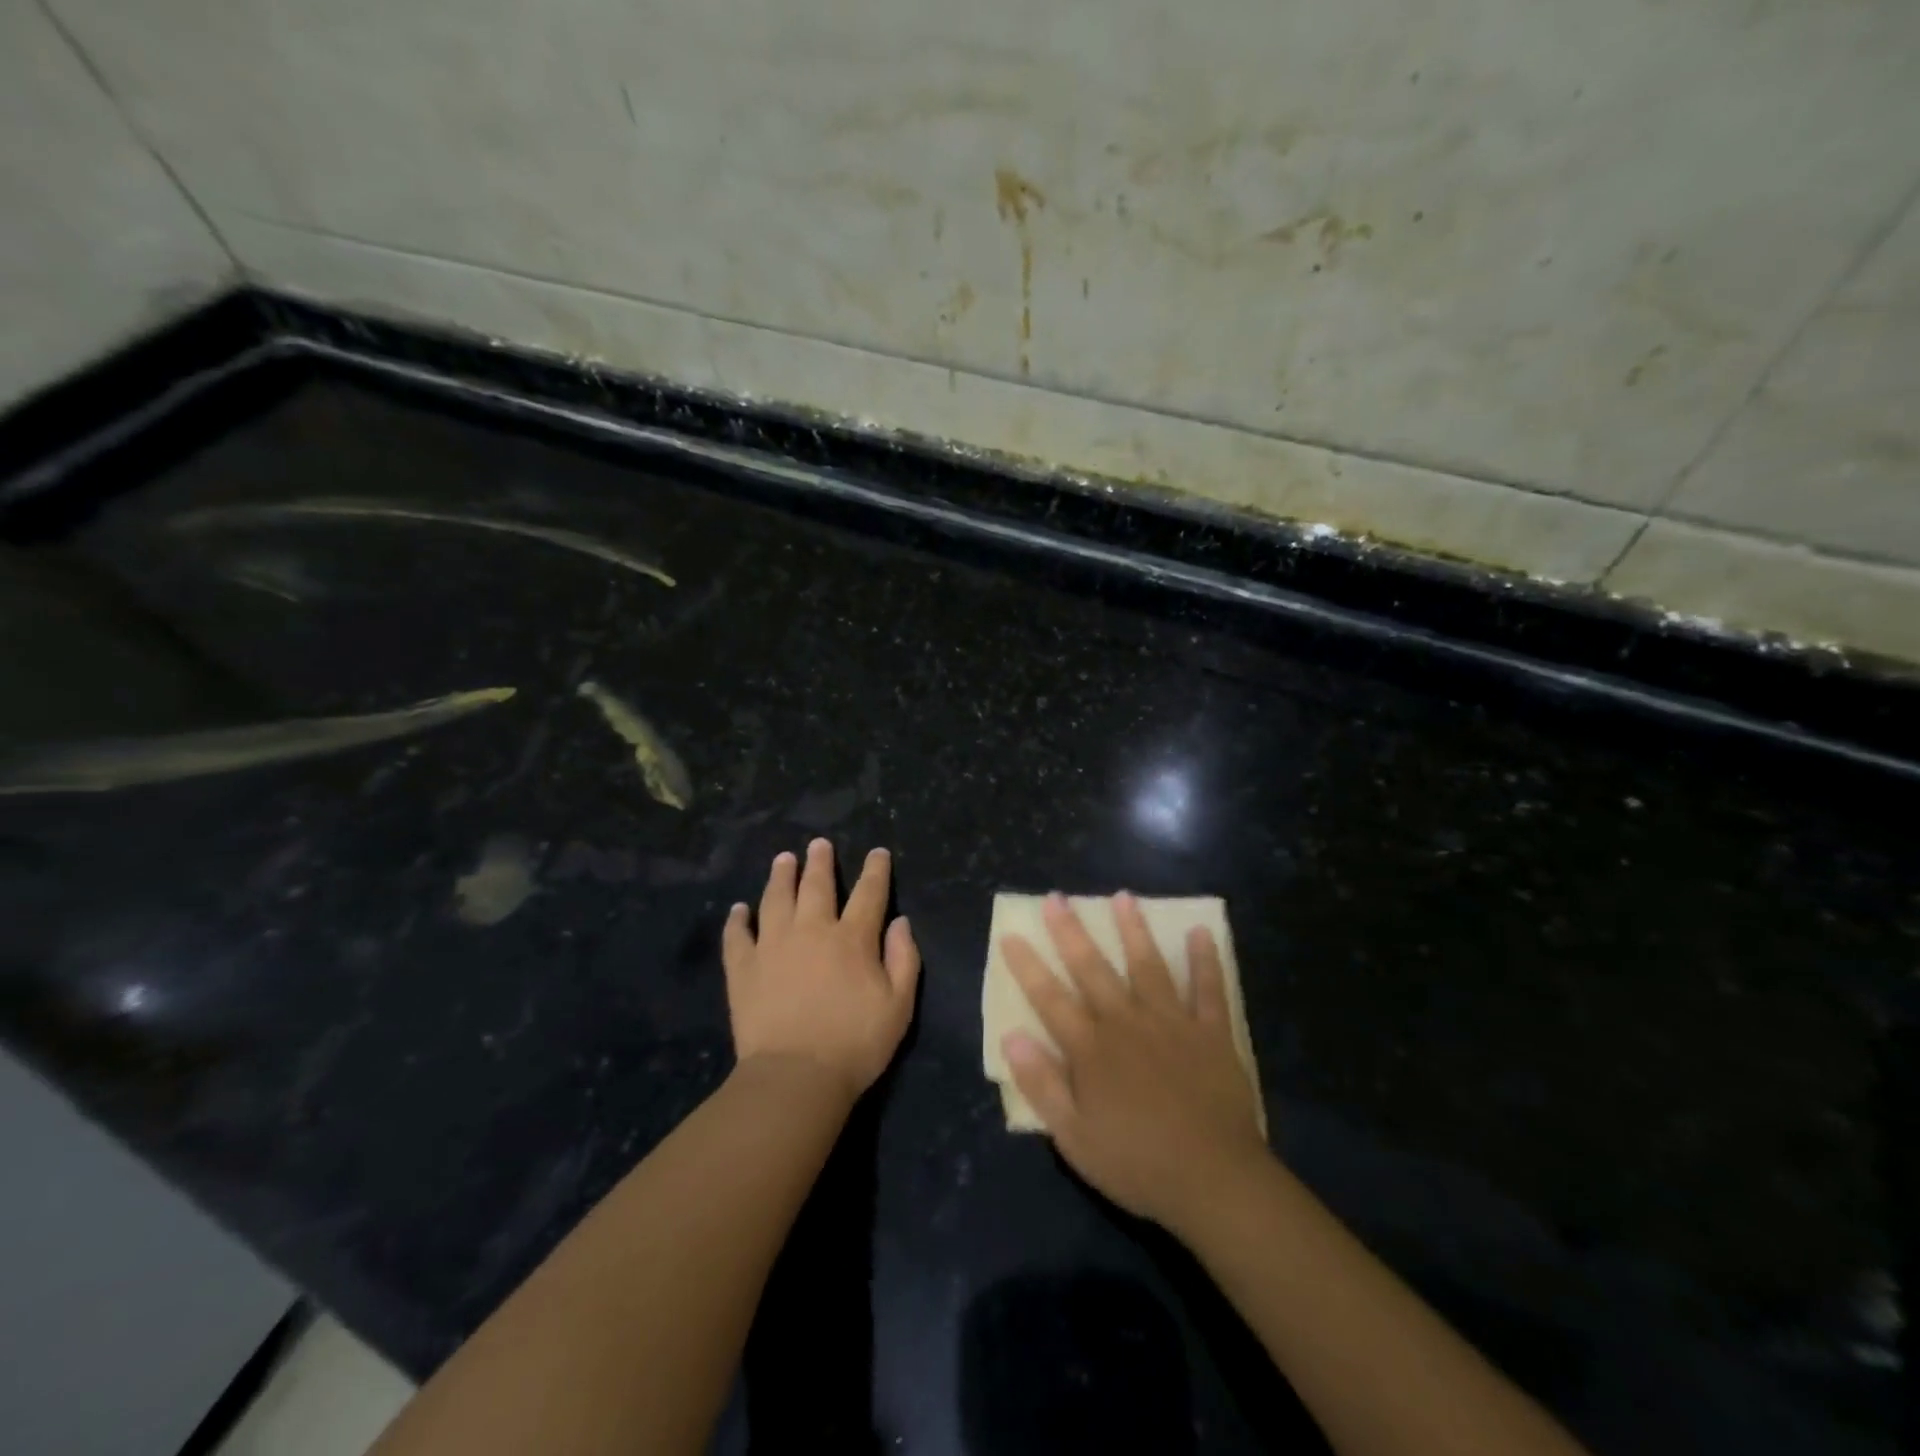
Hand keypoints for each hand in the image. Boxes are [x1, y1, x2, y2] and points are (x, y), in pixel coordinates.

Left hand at [723, 839, 920, 1103]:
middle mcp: (811, 930)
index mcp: (852, 938)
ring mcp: (773, 946)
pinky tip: (738, 909)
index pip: (869, 893)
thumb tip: (900, 922)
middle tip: (819, 843)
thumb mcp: (899, 1006)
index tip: (877, 852)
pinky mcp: (743, 968)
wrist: (795, 1077)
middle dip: (820, 861)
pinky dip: (737, 920)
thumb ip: (903, 959)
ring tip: (783, 859)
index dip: (875, 870)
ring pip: (776, 899)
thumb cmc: (855, 1044)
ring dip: (780, 876)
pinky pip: (737, 935)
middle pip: (816, 885)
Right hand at [1001, 892, 1267, 1230]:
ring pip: (1148, 965)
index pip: (1050, 998)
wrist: (1214, 1180)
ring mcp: (1171, 1022)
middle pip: (1092, 969)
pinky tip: (1200, 933)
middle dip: (1071, 932)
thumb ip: (1042, 1084)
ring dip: (1133, 930)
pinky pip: (1208, 989)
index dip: (1028, 966)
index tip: (1011, 934)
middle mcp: (1127, 1022)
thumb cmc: (1137, 1163)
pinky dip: (1205, 960)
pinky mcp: (1210, 1032)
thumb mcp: (1074, 1137)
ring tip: (1123, 897)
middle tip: (1057, 897)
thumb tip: (1012, 1036)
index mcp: (1091, 1049)